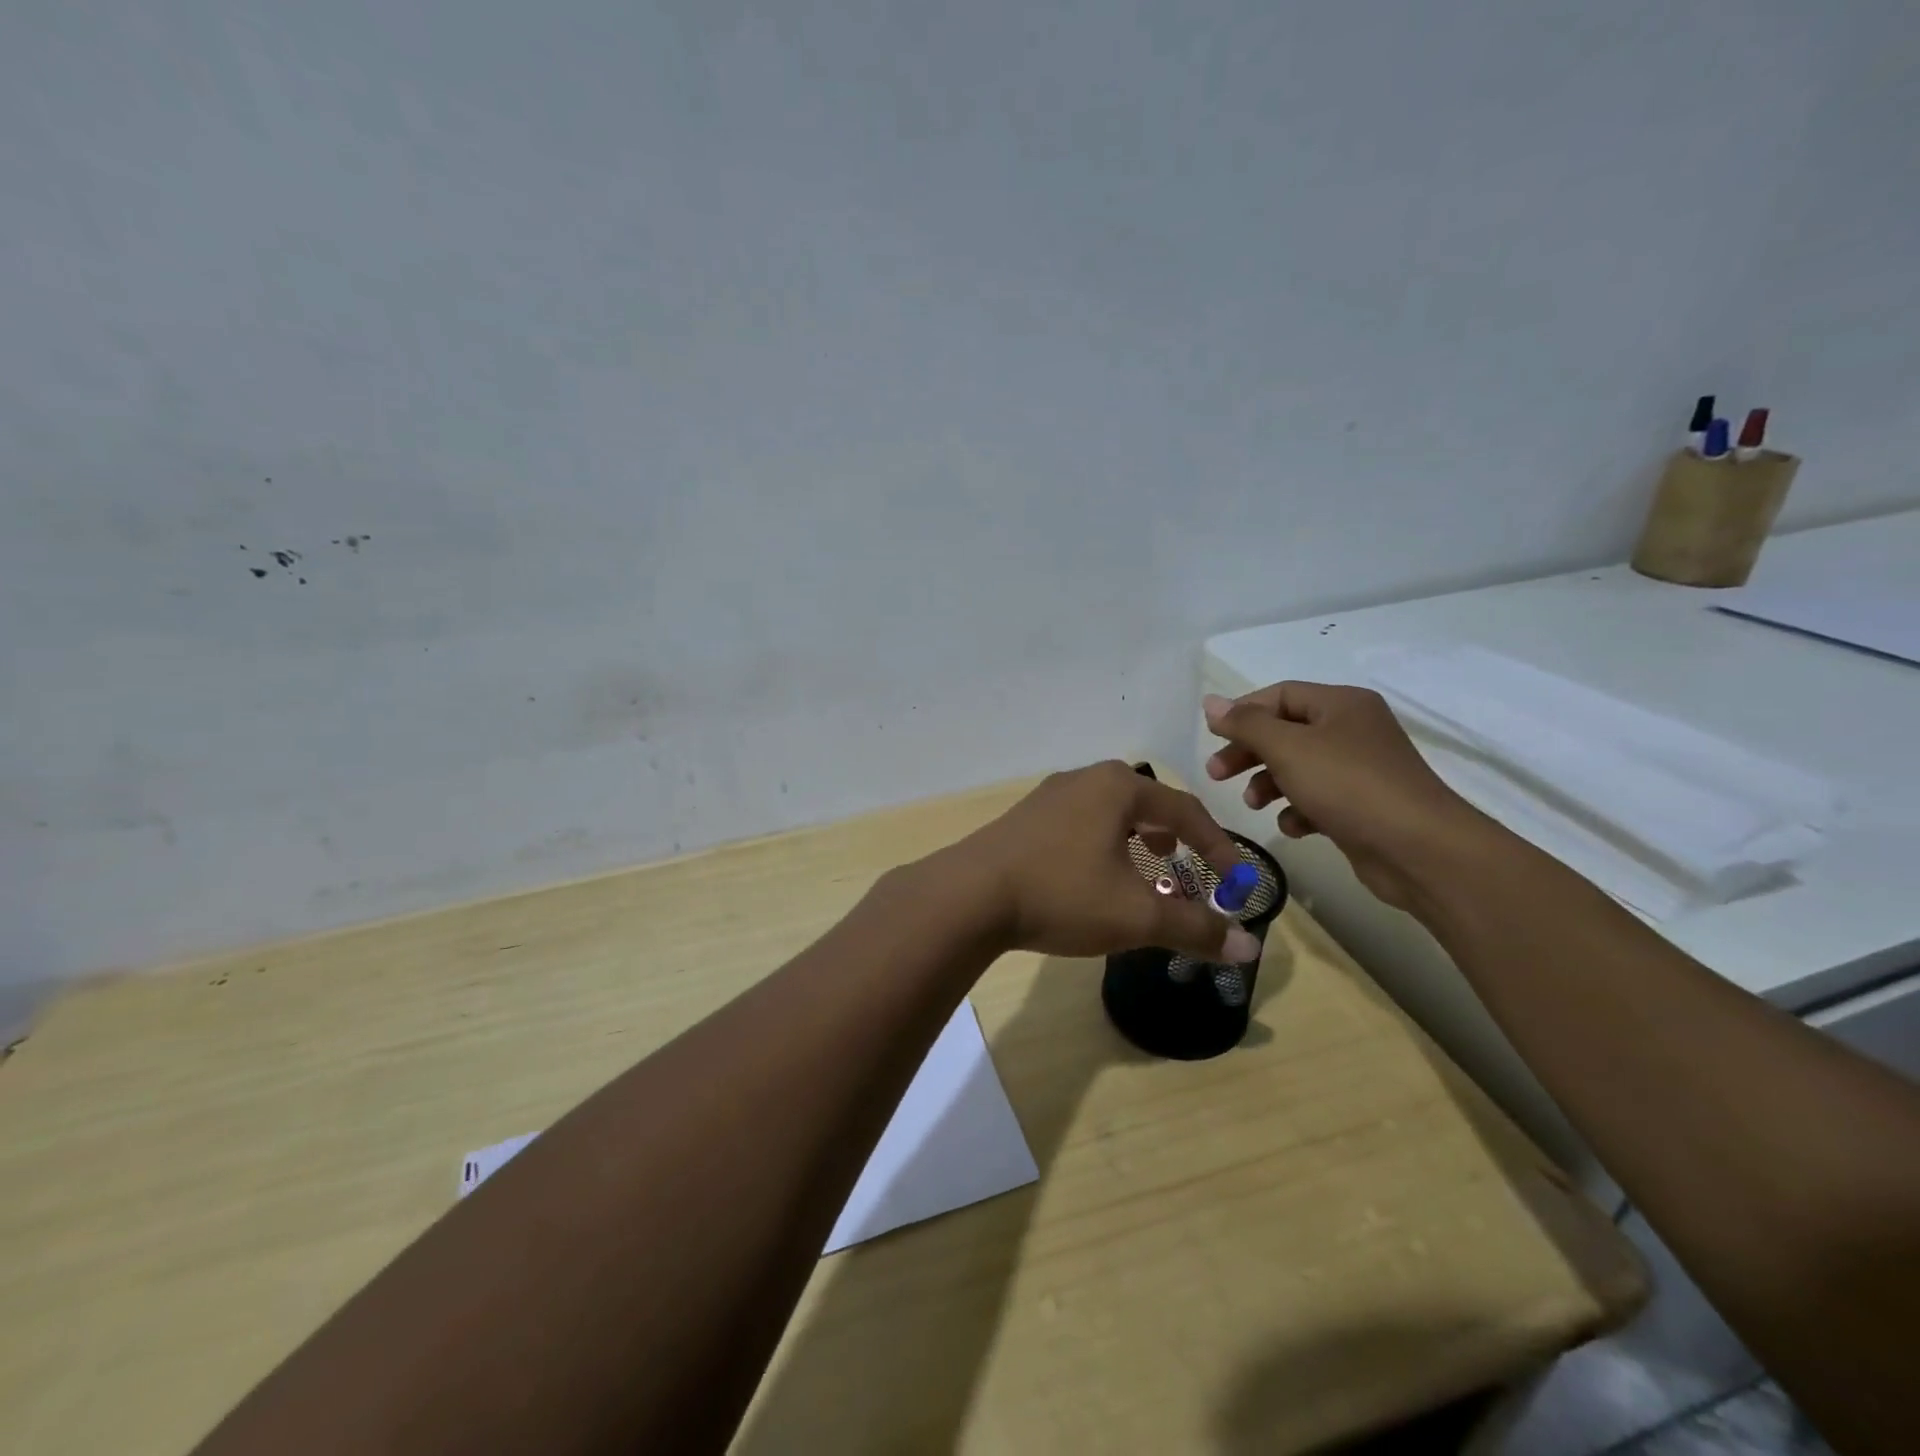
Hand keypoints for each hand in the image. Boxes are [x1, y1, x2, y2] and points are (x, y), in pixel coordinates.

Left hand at [949, 761, 1261, 962]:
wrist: (970, 896)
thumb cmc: (1062, 894)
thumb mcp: (1136, 915)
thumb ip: (1194, 928)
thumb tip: (1248, 948)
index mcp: (1119, 787)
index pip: (1186, 811)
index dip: (1218, 848)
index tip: (1235, 883)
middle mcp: (1085, 779)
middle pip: (1147, 803)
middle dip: (1176, 837)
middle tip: (1188, 867)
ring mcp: (1049, 795)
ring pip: (1111, 812)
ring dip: (1138, 839)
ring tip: (1147, 867)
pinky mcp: (1025, 817)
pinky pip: (1081, 823)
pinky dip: (1104, 844)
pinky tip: (1094, 875)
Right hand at [1203, 683, 1480, 912]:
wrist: (1418, 849)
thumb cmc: (1348, 786)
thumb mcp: (1288, 748)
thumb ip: (1246, 724)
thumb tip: (1211, 703)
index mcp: (1341, 704)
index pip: (1280, 695)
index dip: (1243, 713)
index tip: (1212, 738)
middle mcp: (1353, 730)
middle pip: (1285, 732)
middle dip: (1249, 752)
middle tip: (1215, 774)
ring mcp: (1360, 770)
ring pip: (1298, 767)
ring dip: (1268, 783)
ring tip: (1251, 804)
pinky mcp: (1362, 806)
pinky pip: (1318, 798)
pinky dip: (1298, 810)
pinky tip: (1293, 826)